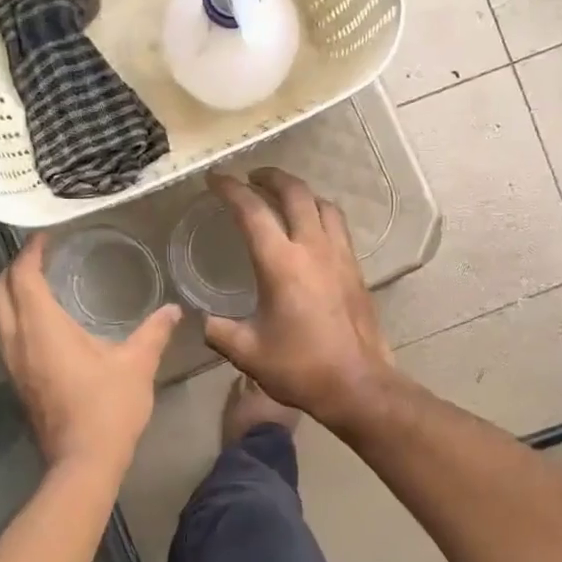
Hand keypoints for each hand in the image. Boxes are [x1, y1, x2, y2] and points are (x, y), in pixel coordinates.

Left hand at [0, 233, 181, 474]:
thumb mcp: (137, 364)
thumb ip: (154, 332)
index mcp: (42, 328)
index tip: (45, 236)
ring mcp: (13, 364)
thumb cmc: (109, 407)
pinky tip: (42, 322)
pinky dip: (16, 317)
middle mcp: (18, 341)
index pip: (23, 277)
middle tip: (39, 256)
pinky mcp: (17, 382)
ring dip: (11, 294)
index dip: (30, 252)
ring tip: (39, 282)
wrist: (83, 462)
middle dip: (13, 269)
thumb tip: (174, 310)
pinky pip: (6, 336)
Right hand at [202, 170, 397, 429]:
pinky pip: (337, 226)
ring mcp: (339, 256)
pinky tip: (312, 230)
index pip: (252, 211)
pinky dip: (320, 214)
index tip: (215, 179)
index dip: (230, 189)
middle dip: (271, 177)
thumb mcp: (247, 352)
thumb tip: (204, 321)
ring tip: (284, 197)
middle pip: (295, 193)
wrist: (357, 384)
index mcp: (280, 263)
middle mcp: (312, 248)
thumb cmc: (299, 367)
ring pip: (323, 205)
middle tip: (252, 176)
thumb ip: (219, 331)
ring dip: (300, 192)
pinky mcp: (356, 269)